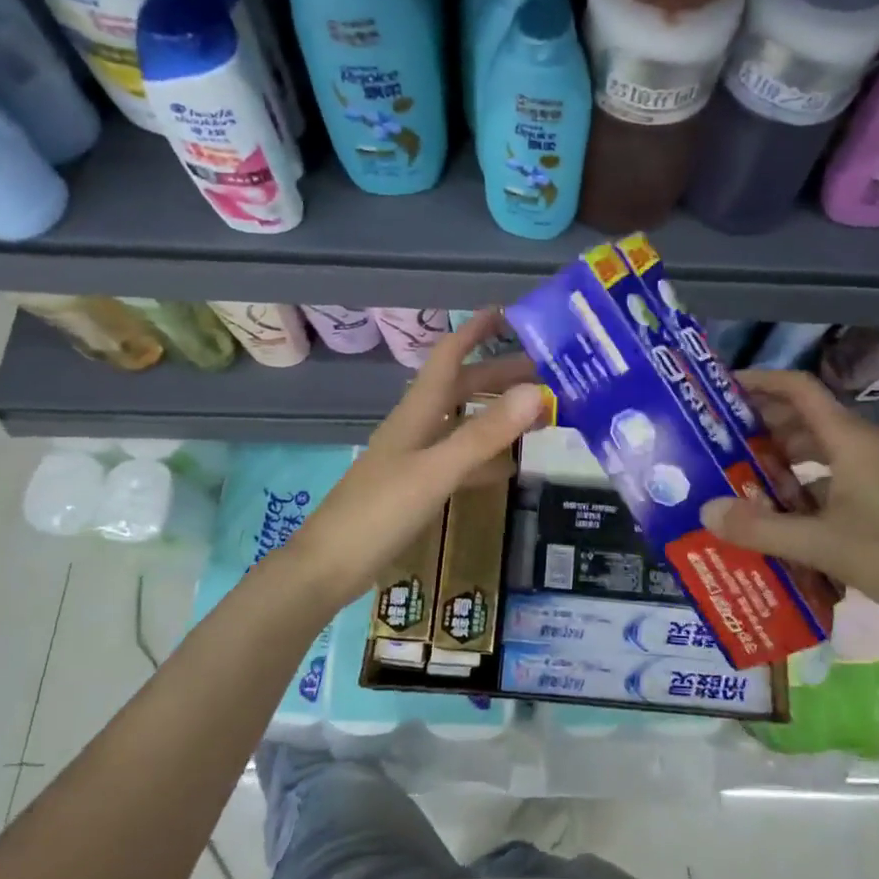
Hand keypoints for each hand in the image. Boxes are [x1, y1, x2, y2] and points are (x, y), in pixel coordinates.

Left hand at [282, 309, 545, 610]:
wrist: (329, 566)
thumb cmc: (379, 511)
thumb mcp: (436, 470)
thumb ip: (484, 434)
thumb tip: (536, 391)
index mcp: (418, 411)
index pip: (449, 355)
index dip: (475, 330)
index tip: (511, 312)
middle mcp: (418, 426)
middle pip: (463, 388)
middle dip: (502, 375)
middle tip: (549, 372)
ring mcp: (416, 458)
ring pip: (464, 423)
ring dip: (498, 414)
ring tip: (540, 413)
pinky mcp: (416, 487)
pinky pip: (459, 460)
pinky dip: (485, 457)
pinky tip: (509, 467)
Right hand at [698, 369, 878, 635]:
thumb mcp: (822, 544)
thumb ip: (761, 529)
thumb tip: (706, 512)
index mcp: (849, 439)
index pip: (798, 388)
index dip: (759, 382)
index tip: (721, 391)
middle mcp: (863, 444)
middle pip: (804, 417)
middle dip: (761, 424)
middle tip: (718, 440)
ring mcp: (876, 469)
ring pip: (818, 448)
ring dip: (781, 457)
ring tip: (741, 476)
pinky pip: (833, 474)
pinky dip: (804, 484)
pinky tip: (782, 514)